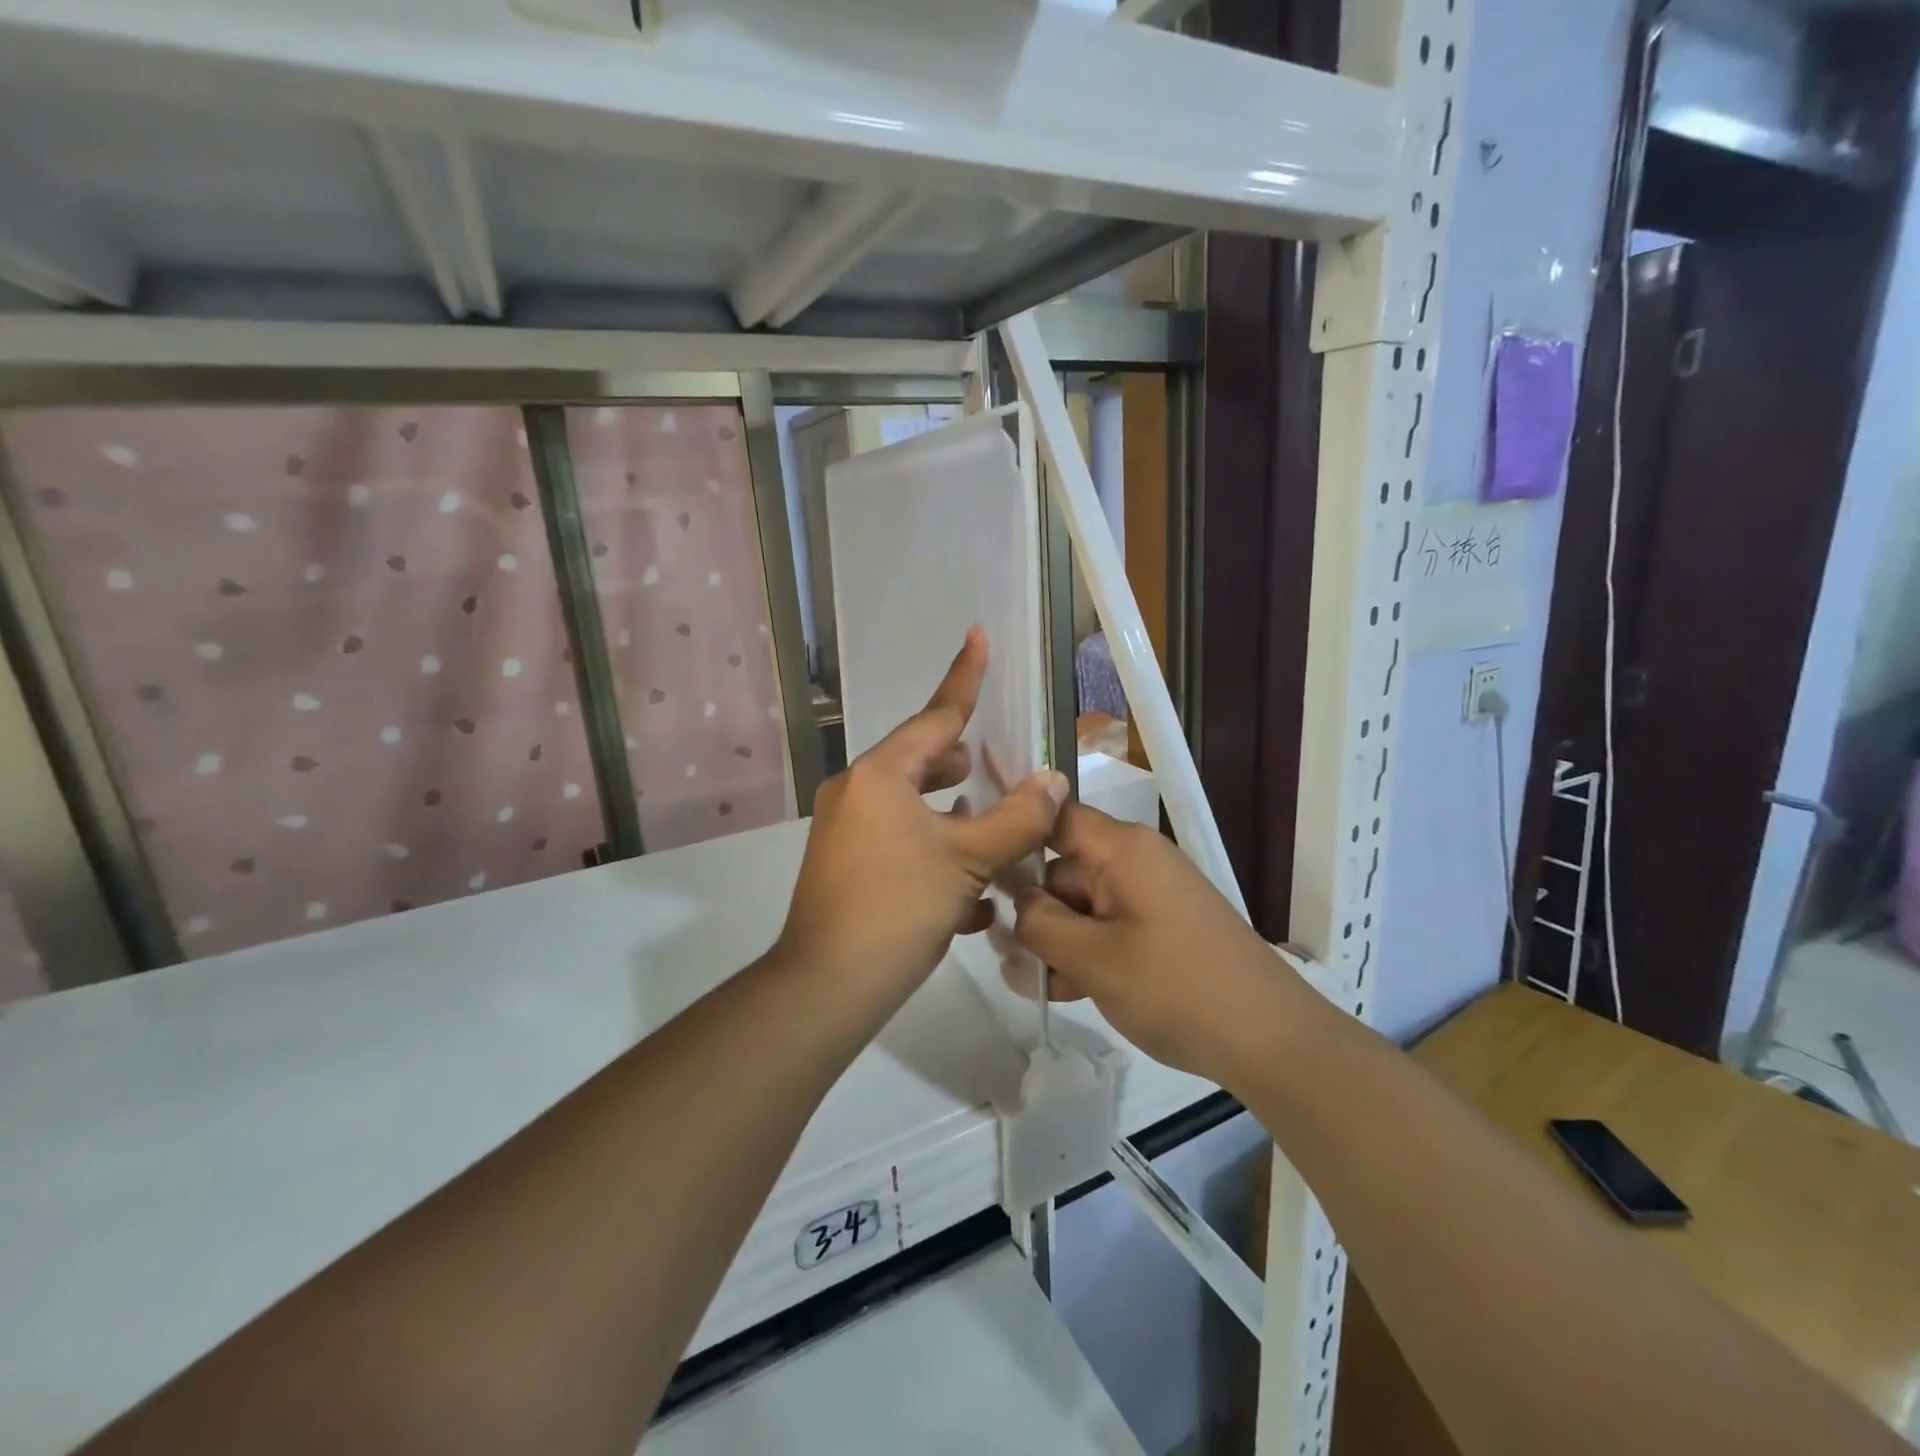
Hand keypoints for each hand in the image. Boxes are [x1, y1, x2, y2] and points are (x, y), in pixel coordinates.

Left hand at [777, 628, 1067, 994]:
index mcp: (880, 776)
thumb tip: (1052, 782)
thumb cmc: (898, 907)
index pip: (935, 716)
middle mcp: (857, 794)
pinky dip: (935, 857)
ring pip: (914, 810)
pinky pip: (901, 846)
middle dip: (962, 765)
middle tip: (997, 769)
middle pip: (921, 762)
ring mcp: (847, 833)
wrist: (829, 986)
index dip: (964, 677)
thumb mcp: (967, 860)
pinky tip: (972, 900)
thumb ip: (1015, 818)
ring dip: (955, 819)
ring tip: (993, 832)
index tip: (977, 636)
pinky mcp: (848, 869)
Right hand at [1013, 803, 1302, 1083]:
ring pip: (1082, 906)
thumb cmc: (1176, 988)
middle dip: (1033, 910)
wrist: (1270, 1041)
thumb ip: (1042, 923)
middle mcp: (1136, 863)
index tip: (979, 864)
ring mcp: (1150, 898)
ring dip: (1055, 940)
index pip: (1056, 817)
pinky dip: (1085, 954)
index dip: (1016, 833)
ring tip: (1033, 984)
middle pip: (1064, 869)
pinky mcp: (1160, 931)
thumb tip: (1019, 901)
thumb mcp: (1094, 958)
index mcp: (1123, 849)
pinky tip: (1063, 991)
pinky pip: (1108, 929)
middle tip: (1005, 954)